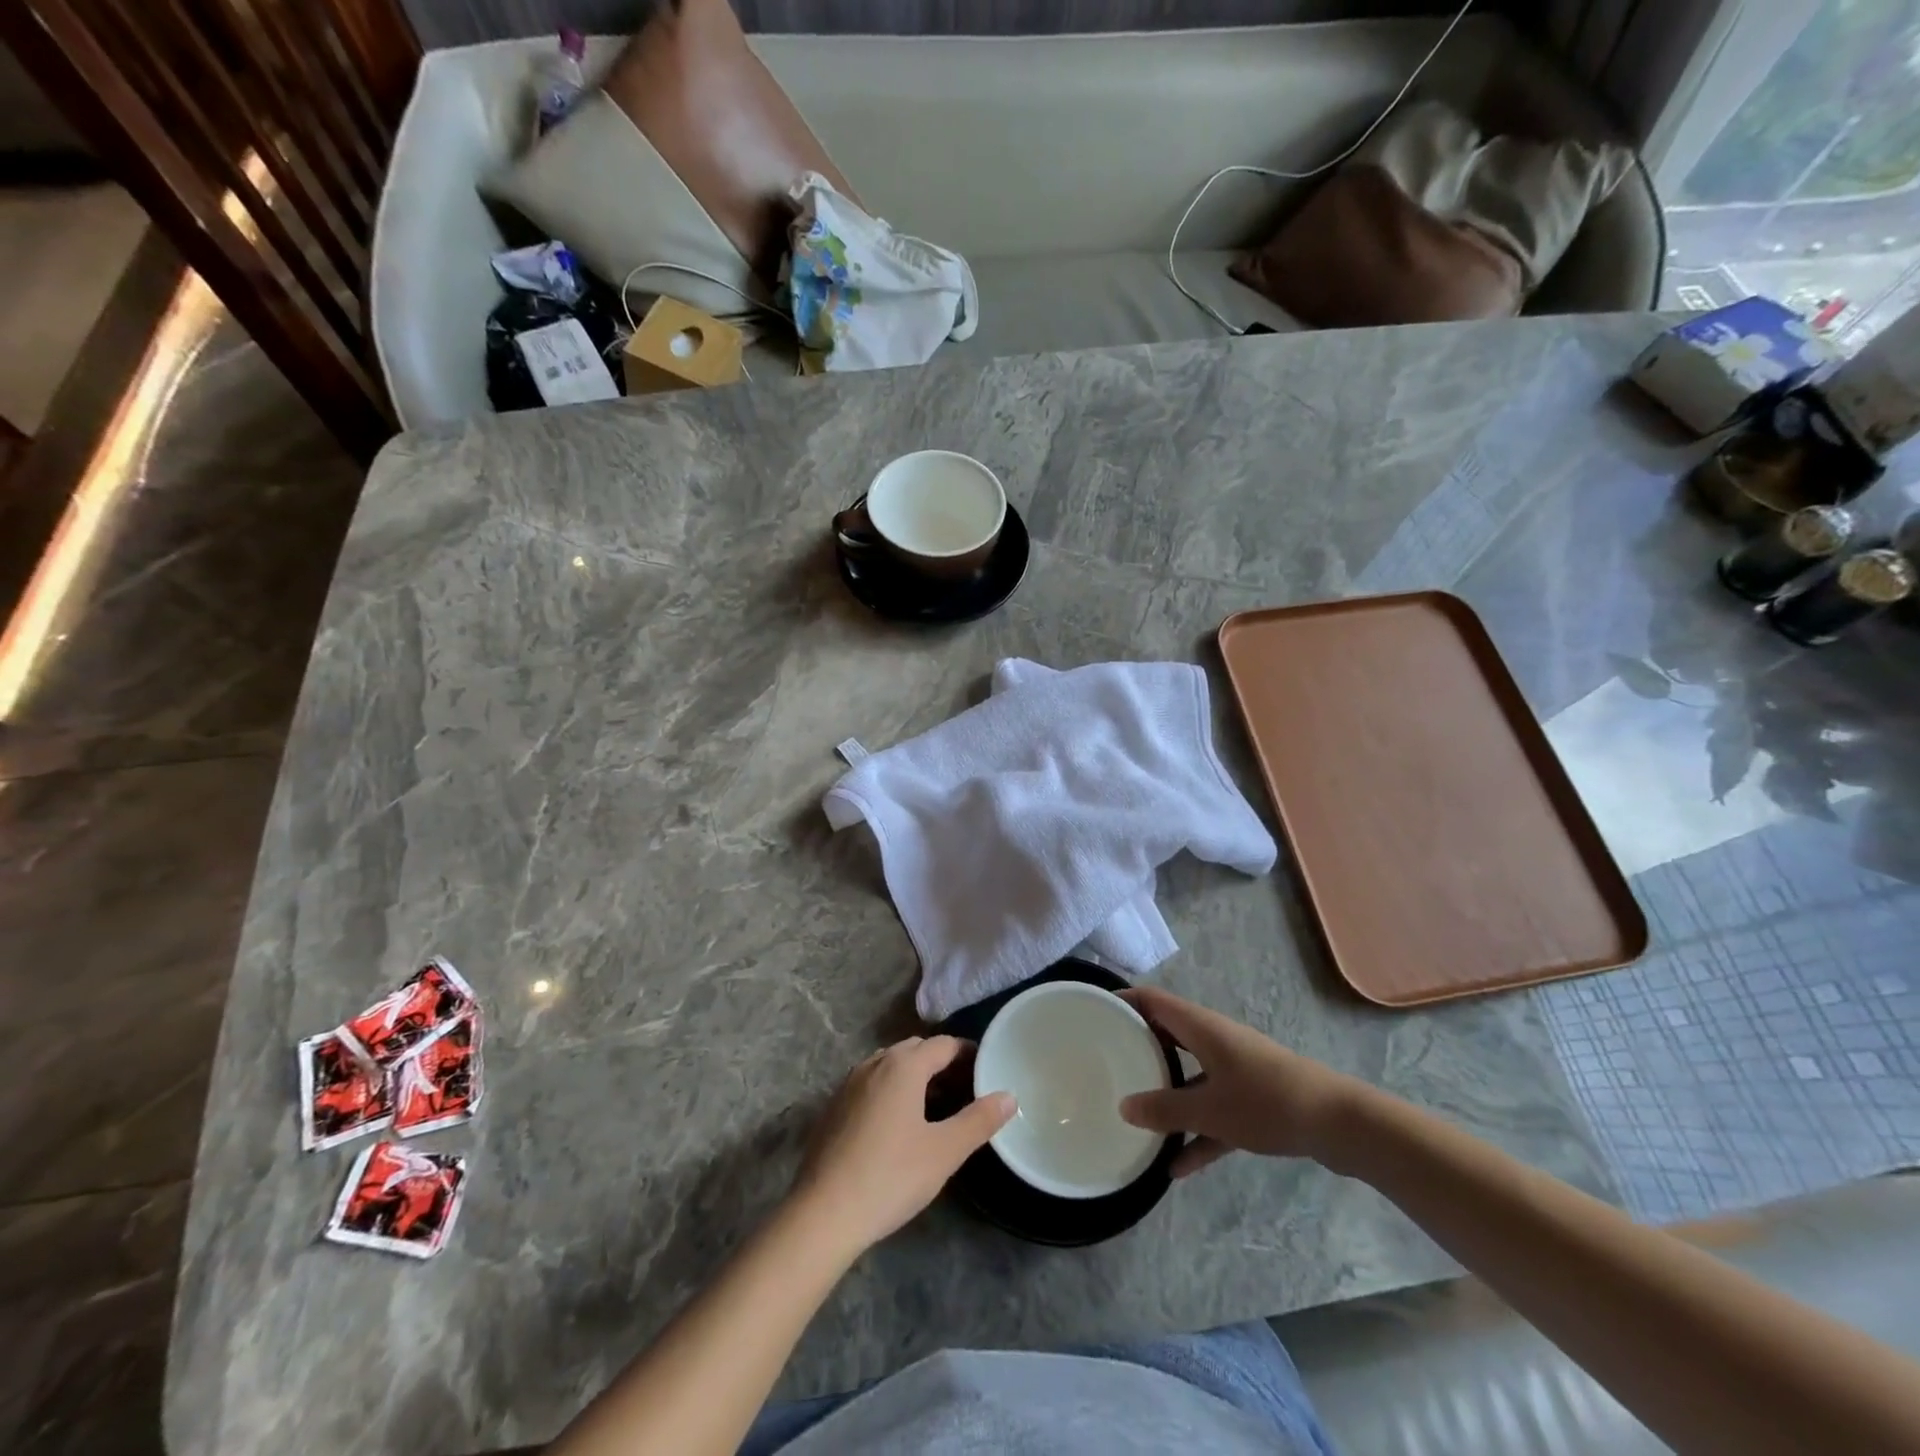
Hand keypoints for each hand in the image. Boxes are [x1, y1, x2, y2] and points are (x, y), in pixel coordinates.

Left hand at [791, 1036, 1014, 1256]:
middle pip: (915, 1050)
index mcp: (903, 1066)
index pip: (944, 1044)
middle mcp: (875, 1063)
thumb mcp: (944, 1151)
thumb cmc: (891, 1176)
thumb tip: (1009, 1096)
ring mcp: (850, 1083)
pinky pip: (871, 1084)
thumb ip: (979, 1120)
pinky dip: (891, 1090)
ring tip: (935, 1106)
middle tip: (965, 1089)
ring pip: (890, 1065)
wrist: (823, 1212)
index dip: (968, 1053)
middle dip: (942, 1062)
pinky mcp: (834, 1106)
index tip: (987, 1069)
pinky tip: (898, 1124)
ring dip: (915, 1076)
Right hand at [1118, 986, 1367, 1177]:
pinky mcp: (1253, 1097)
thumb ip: (1165, 1109)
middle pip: (1169, 1034)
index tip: (1094, 1012)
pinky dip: (1198, 1131)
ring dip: (1167, 1093)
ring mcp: (1235, 1068)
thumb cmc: (1266, 1102)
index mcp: (1200, 1027)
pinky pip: (1214, 1109)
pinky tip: (1178, 1167)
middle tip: (1107, 1063)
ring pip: (1190, 1074)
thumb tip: (1124, 1107)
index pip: (1152, 1000)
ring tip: (1136, 1116)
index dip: (1123, 1001)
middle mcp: (1215, 1039)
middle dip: (1139, 1047)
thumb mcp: (1209, 1110)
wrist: (1338, 1124)